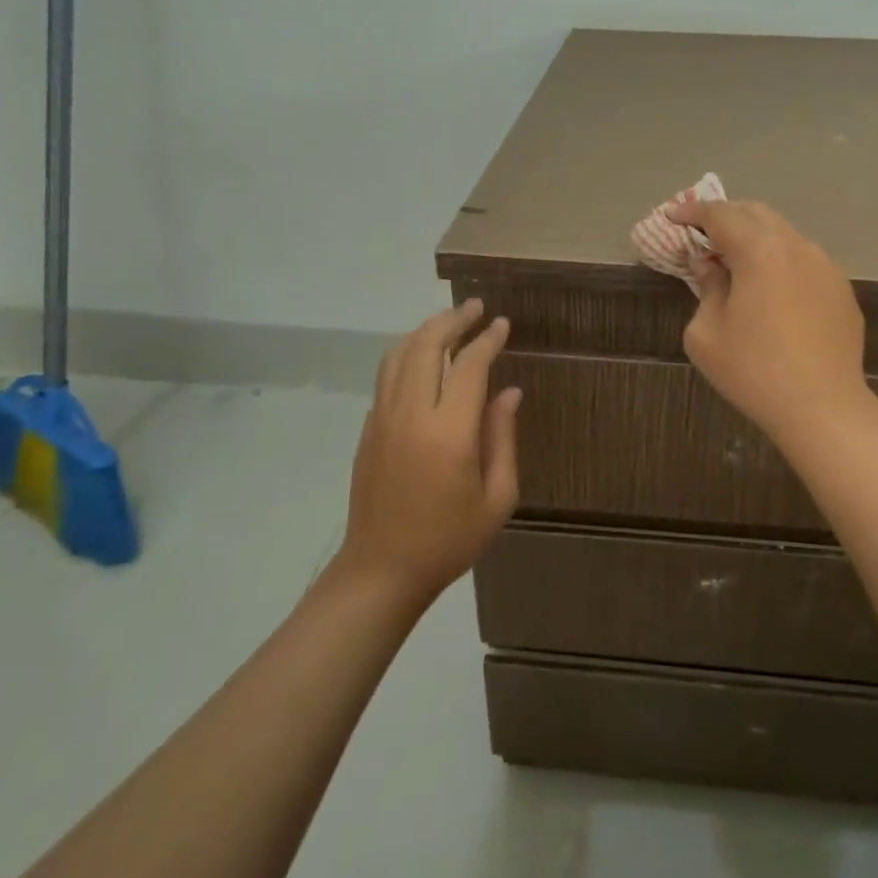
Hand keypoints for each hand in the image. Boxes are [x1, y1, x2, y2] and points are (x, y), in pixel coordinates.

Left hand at [337, 300, 521, 603]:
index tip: (502, 324)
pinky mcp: (369, 428)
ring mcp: (383, 418)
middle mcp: (411, 414)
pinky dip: (407, 352)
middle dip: (453, 319)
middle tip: (476, 306)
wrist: (381, 571)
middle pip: (427, 345)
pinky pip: (387, 374)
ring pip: (400, 353)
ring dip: (426, 330)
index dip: (487, 339)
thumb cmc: (448, 539)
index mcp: (448, 432)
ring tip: (451, 321)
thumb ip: (503, 437)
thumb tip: (509, 393)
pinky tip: (423, 355)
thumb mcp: (497, 497)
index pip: (469, 365)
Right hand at [668, 198, 872, 447]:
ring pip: (783, 234)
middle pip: (755, 213)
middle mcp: (796, 246)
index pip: (720, 215)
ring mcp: (825, 266)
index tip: (673, 216)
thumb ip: (706, 288)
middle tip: (701, 234)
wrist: (823, 408)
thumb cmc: (754, 371)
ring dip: (755, 237)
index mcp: (759, 251)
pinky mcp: (841, 288)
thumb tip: (710, 267)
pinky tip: (770, 289)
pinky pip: (803, 260)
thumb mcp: (707, 334)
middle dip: (725, 217)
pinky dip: (779, 260)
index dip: (692, 212)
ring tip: (734, 261)